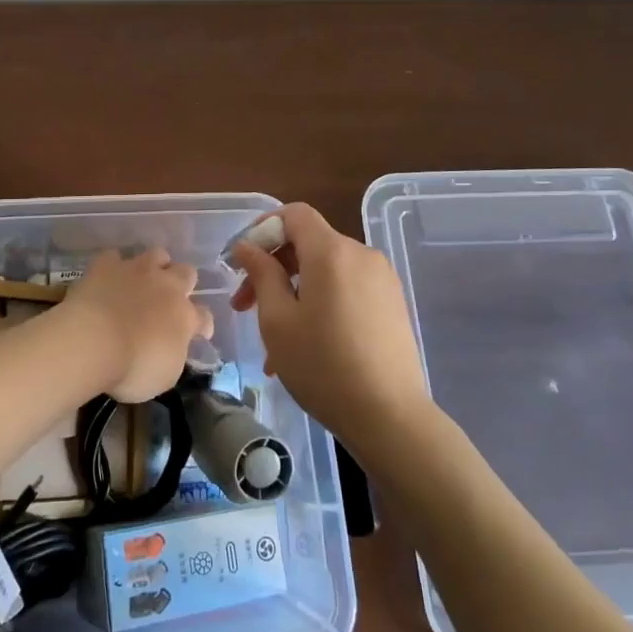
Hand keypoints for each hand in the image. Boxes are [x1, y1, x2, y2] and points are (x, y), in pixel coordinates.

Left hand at [63, 247, 213, 401]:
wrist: (93, 341)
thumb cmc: (132, 368)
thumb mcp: (164, 376)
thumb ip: (174, 354)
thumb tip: (173, 346)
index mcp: (185, 317)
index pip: (204, 317)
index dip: (203, 325)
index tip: (199, 333)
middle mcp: (166, 287)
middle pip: (187, 273)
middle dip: (183, 283)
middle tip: (170, 298)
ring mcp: (137, 271)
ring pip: (157, 254)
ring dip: (154, 265)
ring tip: (144, 279)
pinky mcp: (107, 264)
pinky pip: (114, 257)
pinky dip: (113, 266)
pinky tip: (108, 277)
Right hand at [229, 203, 428, 439]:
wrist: (390, 417)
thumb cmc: (323, 365)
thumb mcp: (277, 320)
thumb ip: (261, 274)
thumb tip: (247, 247)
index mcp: (331, 252)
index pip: (293, 214)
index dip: (262, 228)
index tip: (240, 260)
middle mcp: (361, 255)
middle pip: (308, 243)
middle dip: (272, 267)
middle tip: (244, 306)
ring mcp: (381, 280)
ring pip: (325, 271)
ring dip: (293, 293)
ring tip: (272, 342)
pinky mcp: (392, 304)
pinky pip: (346, 290)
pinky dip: (320, 304)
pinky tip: (305, 345)